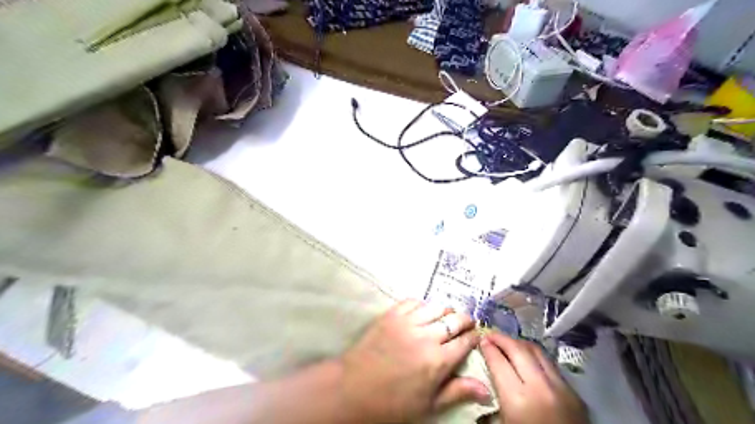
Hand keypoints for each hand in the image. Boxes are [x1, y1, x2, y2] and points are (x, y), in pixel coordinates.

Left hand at [341, 300, 489, 421]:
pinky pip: (413, 301)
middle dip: (465, 320)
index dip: (474, 337)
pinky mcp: (391, 314)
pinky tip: (423, 312)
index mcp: (438, 361)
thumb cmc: (392, 402)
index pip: (465, 341)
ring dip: (446, 310)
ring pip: (436, 306)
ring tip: (447, 316)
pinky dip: (423, 305)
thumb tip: (487, 390)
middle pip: (454, 319)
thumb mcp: (428, 404)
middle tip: (466, 323)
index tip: (476, 336)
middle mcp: (426, 336)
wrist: (353, 388)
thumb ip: (457, 392)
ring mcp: (407, 322)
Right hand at [480, 333, 585, 421]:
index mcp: (518, 399)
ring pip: (536, 351)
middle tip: (490, 335)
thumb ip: (489, 403)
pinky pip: (550, 365)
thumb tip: (478, 380)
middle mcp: (540, 387)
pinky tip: (527, 359)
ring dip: (518, 343)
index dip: (487, 347)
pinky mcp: (574, 393)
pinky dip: (535, 356)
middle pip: (517, 350)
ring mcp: (561, 388)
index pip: (498, 361)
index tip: (480, 339)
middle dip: (501, 338)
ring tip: (507, 343)